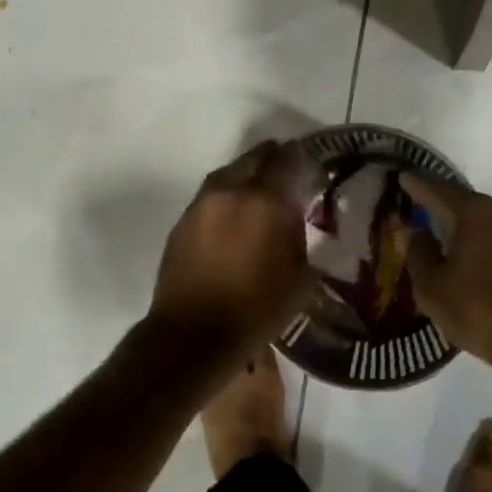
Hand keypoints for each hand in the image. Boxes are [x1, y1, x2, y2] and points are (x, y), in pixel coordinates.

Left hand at [150, 141, 311, 354]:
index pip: (287, 159)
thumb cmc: (256, 310)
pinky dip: (226, 196)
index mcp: (265, 201)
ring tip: (259, 193)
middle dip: (272, 159)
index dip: (301, 157)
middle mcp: (231, 191)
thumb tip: (296, 216)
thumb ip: (300, 236)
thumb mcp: (299, 277)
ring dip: (246, 175)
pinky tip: (234, 215)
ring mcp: (201, 203)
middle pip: (254, 157)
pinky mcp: (183, 220)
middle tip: (286, 174)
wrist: (193, 334)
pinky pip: (210, 195)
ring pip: (228, 172)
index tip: (309, 166)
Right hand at [401, 173, 491, 374]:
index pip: (438, 190)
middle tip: (416, 205)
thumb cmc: (480, 309)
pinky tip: (465, 252)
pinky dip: (478, 238)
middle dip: (440, 203)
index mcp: (475, 212)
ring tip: (438, 230)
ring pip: (484, 219)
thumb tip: (415, 231)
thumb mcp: (433, 286)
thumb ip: (419, 253)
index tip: (402, 177)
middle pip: (464, 201)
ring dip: (461, 223)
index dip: (417, 185)